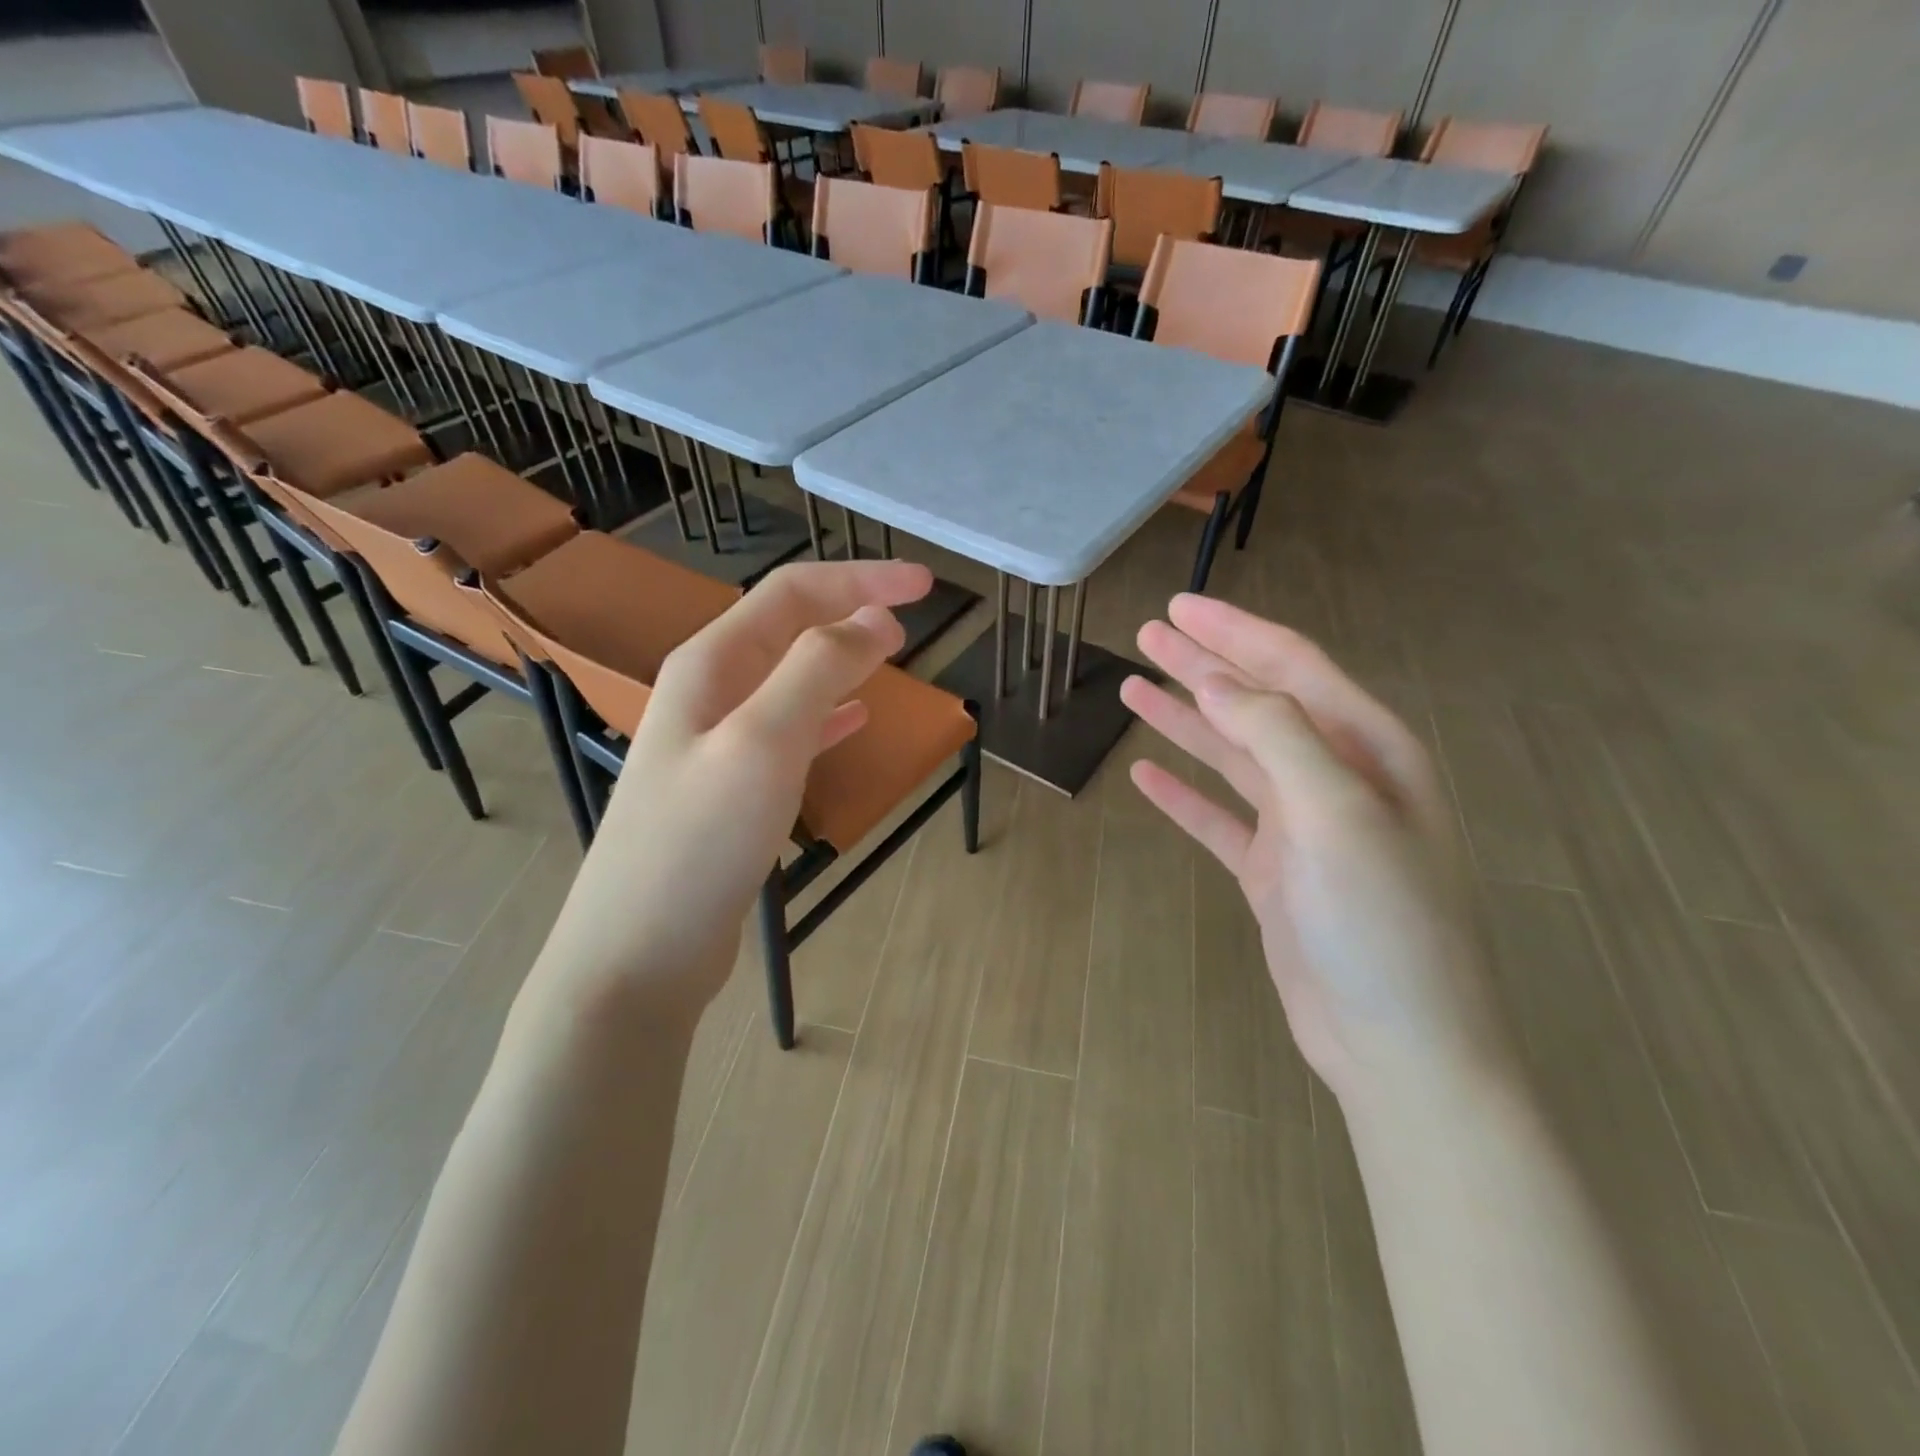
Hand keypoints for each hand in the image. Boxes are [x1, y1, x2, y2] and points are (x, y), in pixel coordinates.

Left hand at [535, 559, 932, 1020]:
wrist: (639, 954)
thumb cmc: (698, 844)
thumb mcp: (762, 744)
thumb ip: (816, 671)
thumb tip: (872, 624)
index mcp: (711, 665)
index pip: (793, 594)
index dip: (860, 580)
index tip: (924, 585)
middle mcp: (710, 692)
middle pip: (789, 628)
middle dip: (851, 611)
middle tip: (912, 619)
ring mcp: (718, 743)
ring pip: (792, 678)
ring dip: (843, 658)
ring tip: (891, 657)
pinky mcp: (732, 790)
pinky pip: (790, 730)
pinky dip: (828, 713)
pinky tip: (854, 720)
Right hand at [1120, 594, 1512, 1105]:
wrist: (1398, 1045)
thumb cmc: (1381, 921)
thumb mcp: (1337, 813)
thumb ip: (1277, 735)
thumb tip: (1216, 679)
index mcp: (1368, 751)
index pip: (1293, 668)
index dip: (1234, 632)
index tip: (1180, 607)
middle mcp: (1336, 779)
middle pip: (1256, 703)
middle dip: (1203, 665)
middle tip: (1147, 632)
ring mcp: (1301, 828)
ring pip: (1231, 756)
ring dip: (1184, 721)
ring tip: (1133, 687)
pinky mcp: (1272, 872)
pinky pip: (1218, 818)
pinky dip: (1183, 794)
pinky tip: (1145, 775)